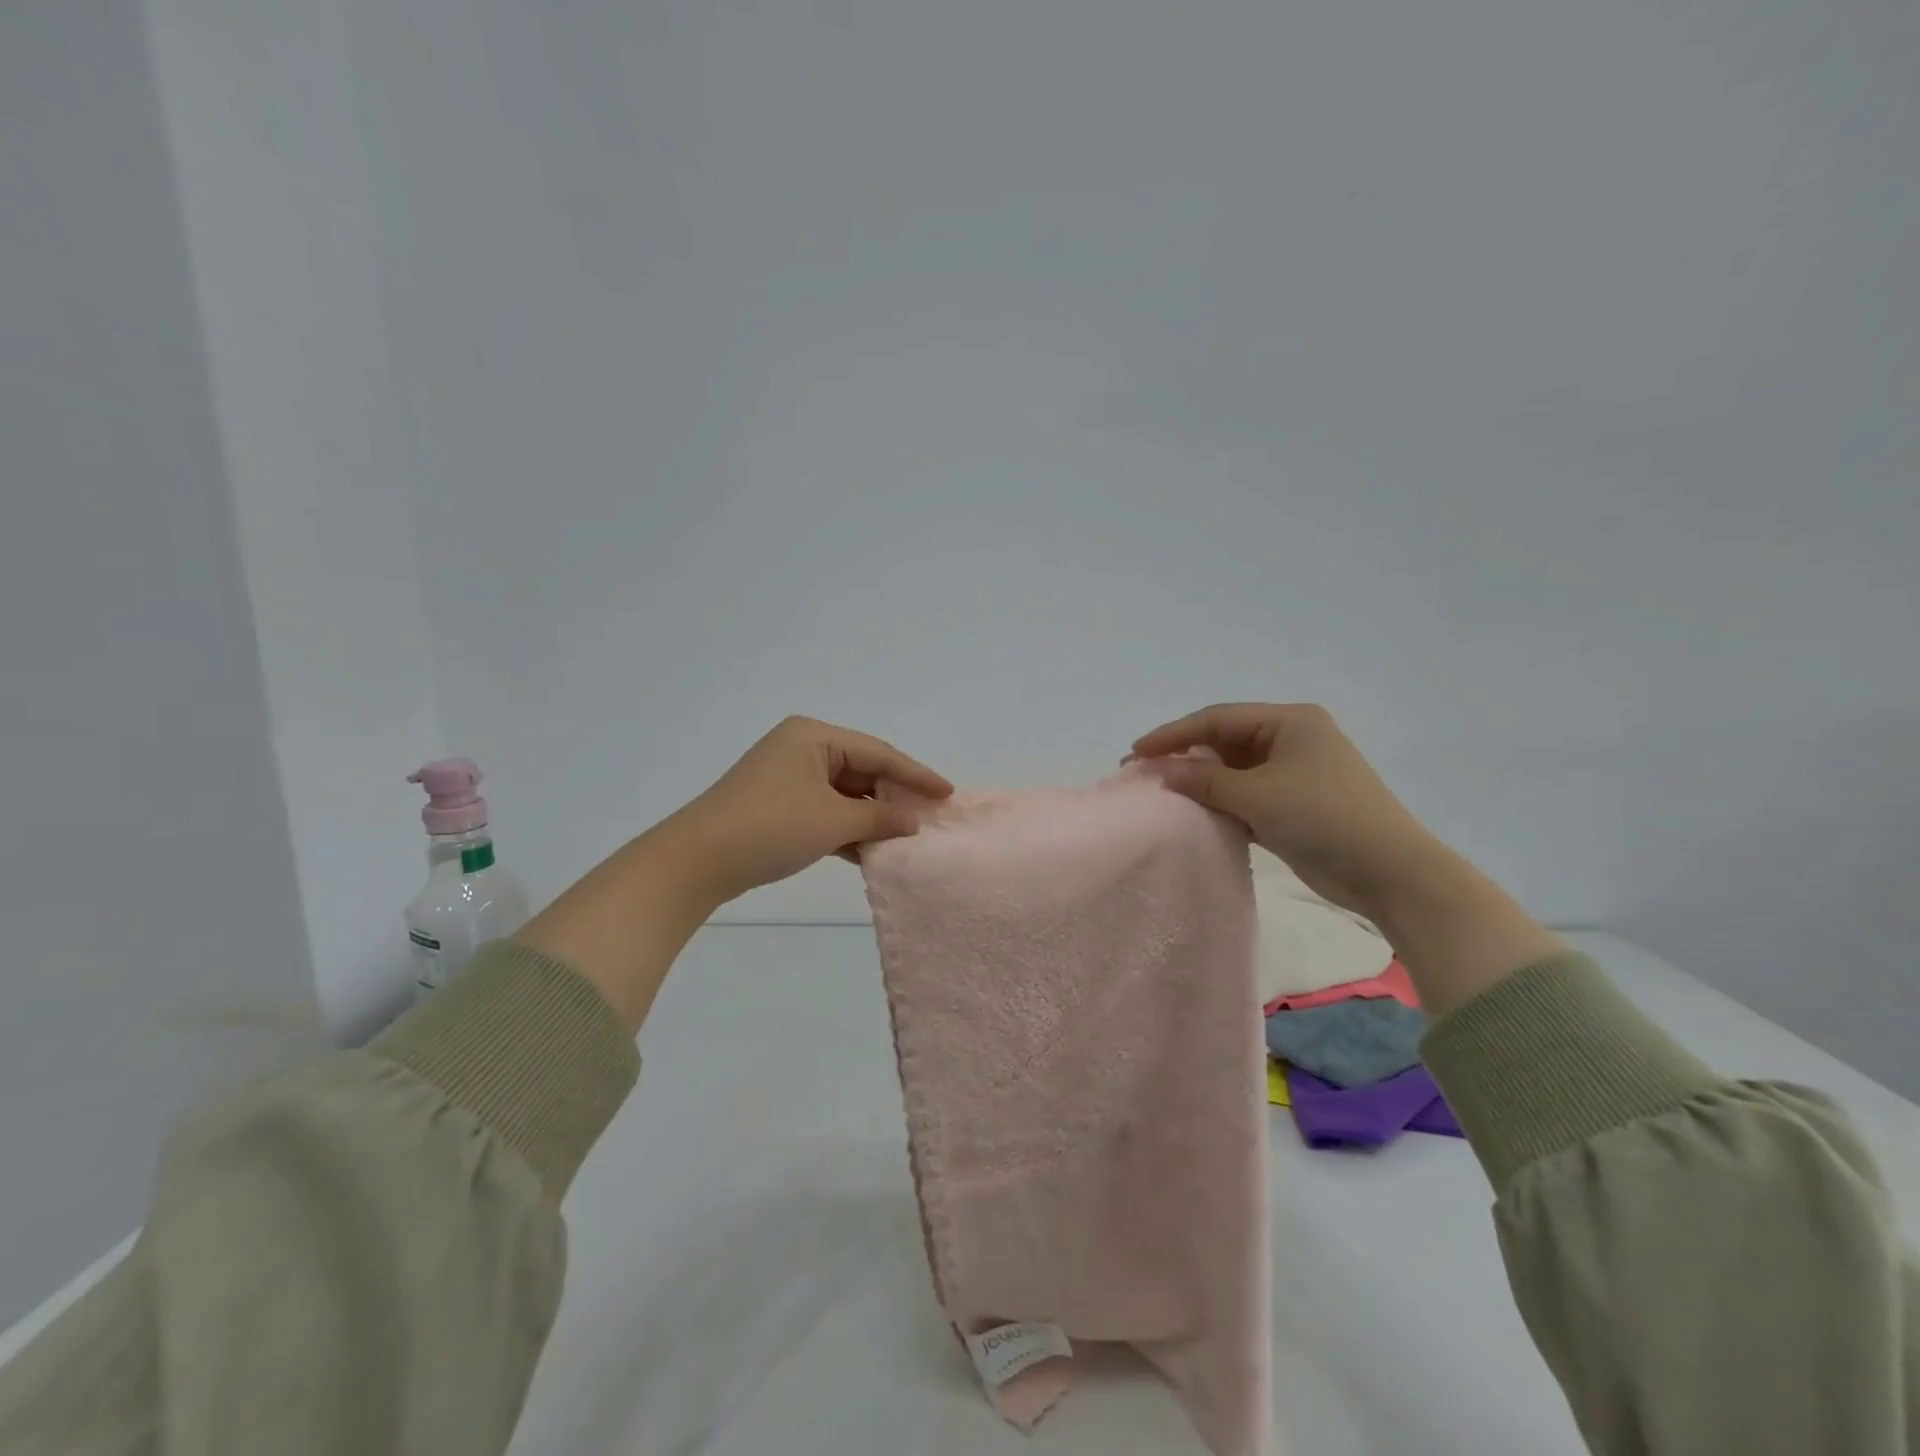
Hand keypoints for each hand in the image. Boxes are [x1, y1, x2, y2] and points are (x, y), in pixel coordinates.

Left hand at [666, 716, 952, 905]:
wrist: (696, 861)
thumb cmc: (771, 827)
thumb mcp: (832, 821)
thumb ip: (879, 817)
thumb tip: (913, 821)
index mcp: (814, 736)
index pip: (878, 753)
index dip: (916, 775)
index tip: (947, 794)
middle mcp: (801, 748)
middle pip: (861, 770)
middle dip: (892, 797)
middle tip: (928, 818)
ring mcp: (786, 777)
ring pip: (843, 794)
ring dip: (870, 817)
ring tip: (904, 838)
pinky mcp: (777, 805)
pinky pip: (824, 810)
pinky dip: (846, 828)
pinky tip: (868, 851)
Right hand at [1132, 703, 1564, 1012]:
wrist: (1389, 872)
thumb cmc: (1324, 816)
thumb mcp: (1258, 795)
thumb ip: (1205, 780)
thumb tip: (1160, 771)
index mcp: (1289, 721)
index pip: (1217, 720)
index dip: (1173, 734)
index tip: (1137, 752)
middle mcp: (1291, 739)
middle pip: (1224, 742)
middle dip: (1184, 756)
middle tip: (1143, 772)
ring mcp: (1294, 773)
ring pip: (1233, 770)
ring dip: (1200, 781)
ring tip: (1162, 793)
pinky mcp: (1293, 804)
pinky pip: (1246, 794)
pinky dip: (1220, 802)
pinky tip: (1194, 812)